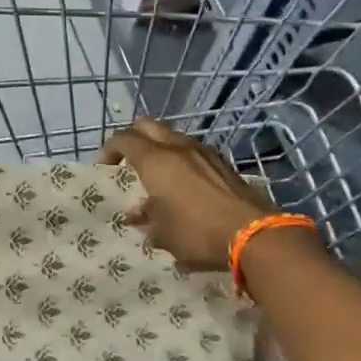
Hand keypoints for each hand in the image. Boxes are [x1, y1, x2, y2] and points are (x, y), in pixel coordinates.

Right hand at [98, 117, 276, 272]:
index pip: (123, 139)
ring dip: (160, 149)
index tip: (106, 168)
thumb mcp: (164, 234)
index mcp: (155, 160)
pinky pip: (193, 151)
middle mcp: (177, 147)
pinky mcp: (222, 162)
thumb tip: (138, 213)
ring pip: (172, 136)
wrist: (254, 234)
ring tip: (157, 176)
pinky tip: (185, 185)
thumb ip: (147, 219)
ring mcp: (203, 152)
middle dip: (133, 139)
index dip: (109, 149)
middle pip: (146, 126)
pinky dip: (181, 159)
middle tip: (129, 162)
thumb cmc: (198, 233)